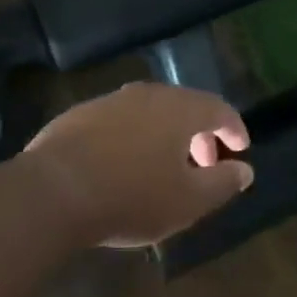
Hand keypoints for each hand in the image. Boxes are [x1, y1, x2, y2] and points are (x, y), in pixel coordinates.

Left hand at [21, 83, 252, 247]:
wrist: (52, 192)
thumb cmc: (132, 197)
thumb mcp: (188, 201)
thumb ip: (222, 183)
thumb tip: (244, 170)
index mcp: (180, 109)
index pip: (219, 108)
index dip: (234, 128)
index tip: (241, 149)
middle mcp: (148, 95)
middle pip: (184, 107)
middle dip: (200, 134)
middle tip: (205, 165)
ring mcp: (110, 102)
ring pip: (150, 112)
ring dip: (165, 135)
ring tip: (164, 167)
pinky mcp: (79, 115)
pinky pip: (119, 122)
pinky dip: (133, 138)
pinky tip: (123, 166)